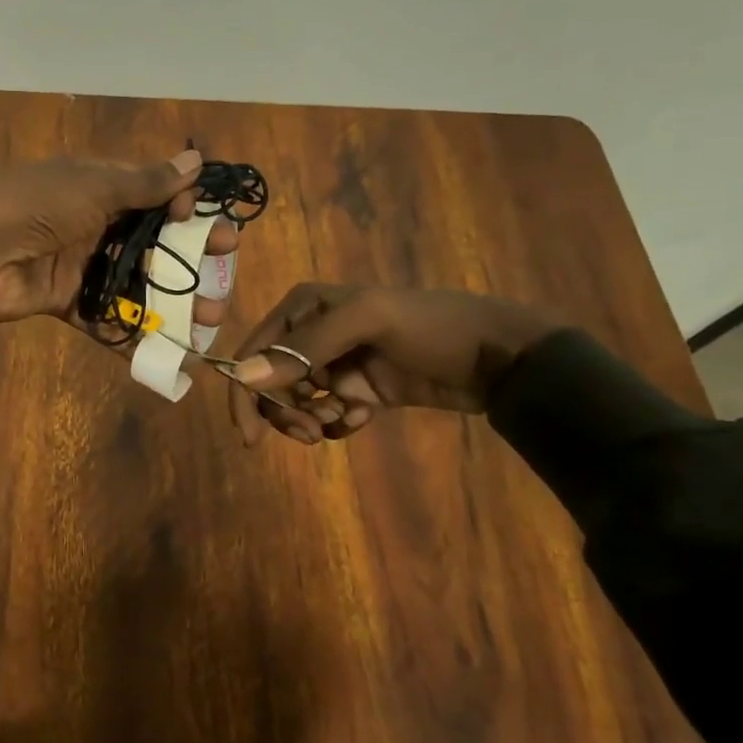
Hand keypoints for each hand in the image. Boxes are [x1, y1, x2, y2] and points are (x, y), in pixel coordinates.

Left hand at [0, 149, 241, 337]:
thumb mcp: (93, 187)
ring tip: (208, 319)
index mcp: (95, 187)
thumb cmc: (37, 207)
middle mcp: (90, 223)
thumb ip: (145, 182)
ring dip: (171, 301)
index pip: (151, 195)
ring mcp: (78, 264)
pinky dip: (132, 334)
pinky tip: (168, 350)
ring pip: (134, 283)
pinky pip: (105, 317)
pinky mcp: (65, 301)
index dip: (183, 209)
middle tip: (224, 275)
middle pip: (149, 242)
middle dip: (189, 259)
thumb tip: (195, 160)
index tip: (210, 225)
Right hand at [225, 284, 561, 445]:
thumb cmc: (431, 327)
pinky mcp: (358, 391)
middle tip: (308, 432)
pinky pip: (328, 415)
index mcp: (303, 308)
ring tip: (339, 423)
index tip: (249, 435)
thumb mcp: (367, 322)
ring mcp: (335, 364)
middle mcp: (311, 334)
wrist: (498, 356)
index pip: (254, 352)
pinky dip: (338, 423)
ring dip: (310, 419)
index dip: (245, 392)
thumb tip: (244, 378)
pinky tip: (364, 417)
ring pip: (297, 403)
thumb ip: (304, 348)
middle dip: (283, 412)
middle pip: (271, 383)